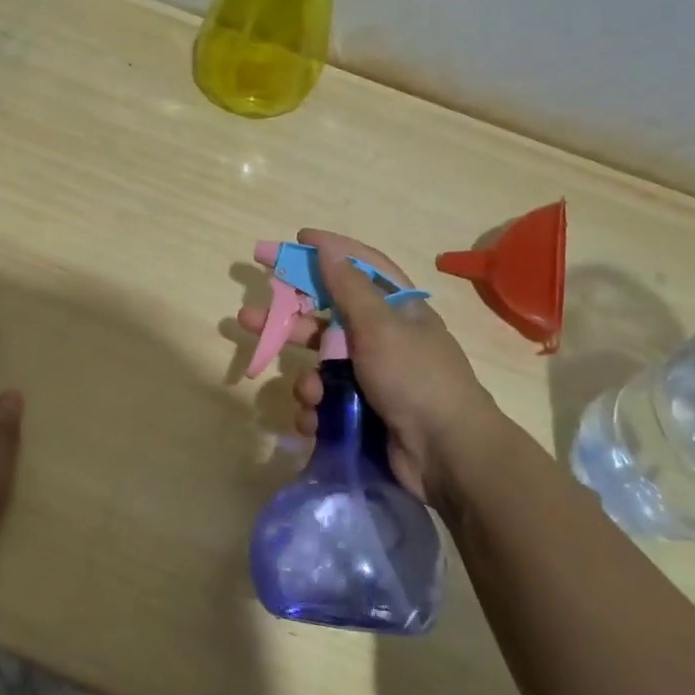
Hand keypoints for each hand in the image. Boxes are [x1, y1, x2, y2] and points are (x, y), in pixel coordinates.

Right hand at [238, 230, 506, 512]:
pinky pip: (326, 403)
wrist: (447, 455)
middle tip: (247, 317)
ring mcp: (373, 378)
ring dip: (307, 380)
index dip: (330, 249)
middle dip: (288, 321)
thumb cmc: (414, 378)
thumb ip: (349, 287)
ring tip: (308, 394)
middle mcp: (383, 338)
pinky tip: (315, 422)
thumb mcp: (380, 326)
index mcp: (397, 309)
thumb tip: (326, 247)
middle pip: (326, 318)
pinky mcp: (363, 413)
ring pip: (321, 367)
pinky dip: (316, 412)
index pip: (360, 266)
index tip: (297, 239)